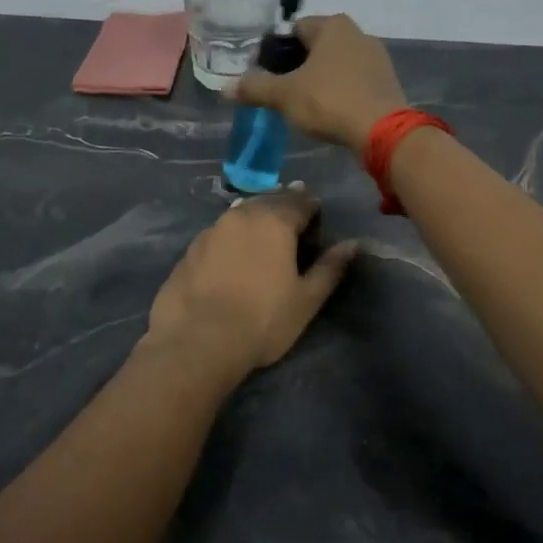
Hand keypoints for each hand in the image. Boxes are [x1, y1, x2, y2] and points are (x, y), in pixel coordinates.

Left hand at [145, 188, 358, 388]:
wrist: (198, 341)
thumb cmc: (262, 320)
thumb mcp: (306, 299)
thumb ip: (330, 267)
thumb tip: (352, 244)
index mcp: (275, 221)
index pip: (300, 201)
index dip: (312, 206)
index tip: (318, 215)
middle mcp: (242, 216)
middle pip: (268, 201)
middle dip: (283, 207)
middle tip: (293, 220)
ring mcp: (211, 230)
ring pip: (240, 214)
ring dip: (255, 219)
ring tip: (263, 235)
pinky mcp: (190, 249)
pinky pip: (219, 233)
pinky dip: (231, 237)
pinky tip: (232, 255)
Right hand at [226, 15, 407, 150]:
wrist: (381, 130)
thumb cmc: (329, 101)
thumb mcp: (284, 95)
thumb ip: (255, 88)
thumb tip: (225, 88)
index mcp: (333, 26)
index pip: (295, 29)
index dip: (277, 50)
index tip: (266, 74)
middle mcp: (358, 33)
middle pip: (317, 46)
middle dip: (299, 66)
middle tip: (283, 91)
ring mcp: (377, 57)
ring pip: (337, 64)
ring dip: (321, 79)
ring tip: (306, 105)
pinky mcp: (387, 81)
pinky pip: (355, 81)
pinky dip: (341, 91)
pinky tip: (332, 112)